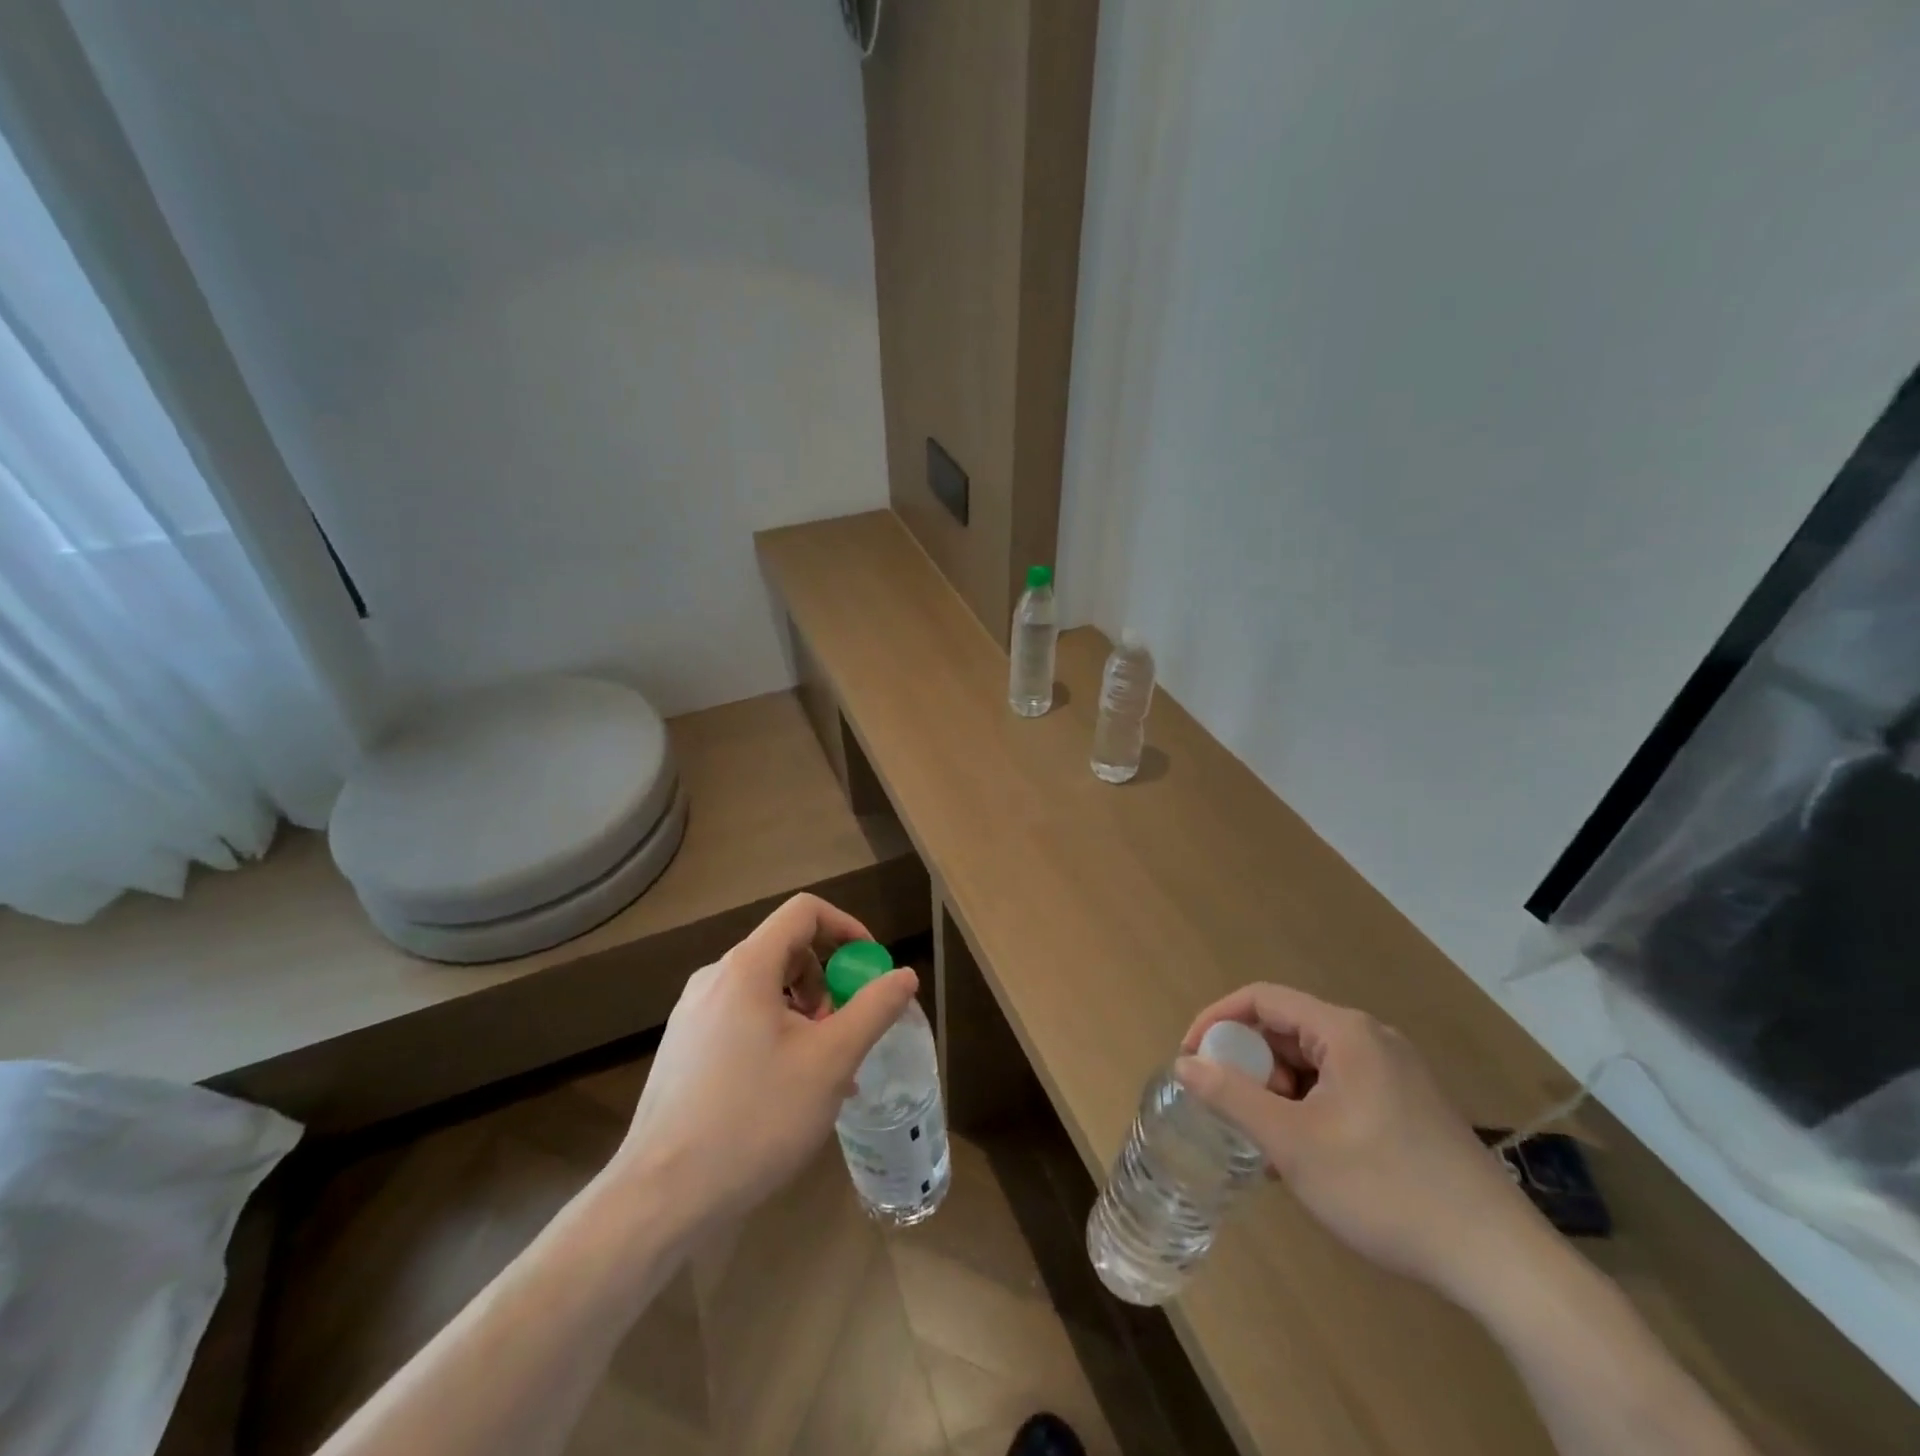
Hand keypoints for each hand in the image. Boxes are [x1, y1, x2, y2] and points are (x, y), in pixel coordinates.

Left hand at [604, 894, 917, 1228]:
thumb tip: (904, 974)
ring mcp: (692, 1015)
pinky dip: (775, 1035)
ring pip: (764, 990)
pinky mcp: (683, 1049)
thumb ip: (874, 1010)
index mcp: (747, 967)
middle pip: (785, 950)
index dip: (846, 927)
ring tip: (821, 1070)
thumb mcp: (831, 1062)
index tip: (869, 968)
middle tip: (843, 1032)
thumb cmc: (755, 1118)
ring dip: (804, 1013)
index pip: (804, 911)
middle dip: (826, 981)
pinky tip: (786, 1091)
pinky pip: (741, 1020)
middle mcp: (714, 979)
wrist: (661, 1197)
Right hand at [1176, 983, 1546, 1302]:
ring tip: (1268, 1144)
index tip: (1190, 1057)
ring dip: (1278, 1093)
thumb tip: (1184, 1064)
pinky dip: (1309, 1109)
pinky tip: (1306, 1158)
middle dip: (1251, 1066)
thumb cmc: (1384, 1188)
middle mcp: (1371, 1039)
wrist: (1498, 1261)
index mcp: (1345, 1031)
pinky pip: (1339, 1088)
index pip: (1262, 998)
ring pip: (1313, 1064)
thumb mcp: (1293, 1143)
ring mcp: (1395, 1072)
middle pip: (1288, 1030)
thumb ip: (1232, 1097)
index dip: (1217, 1020)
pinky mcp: (1408, 1106)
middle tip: (1234, 1112)